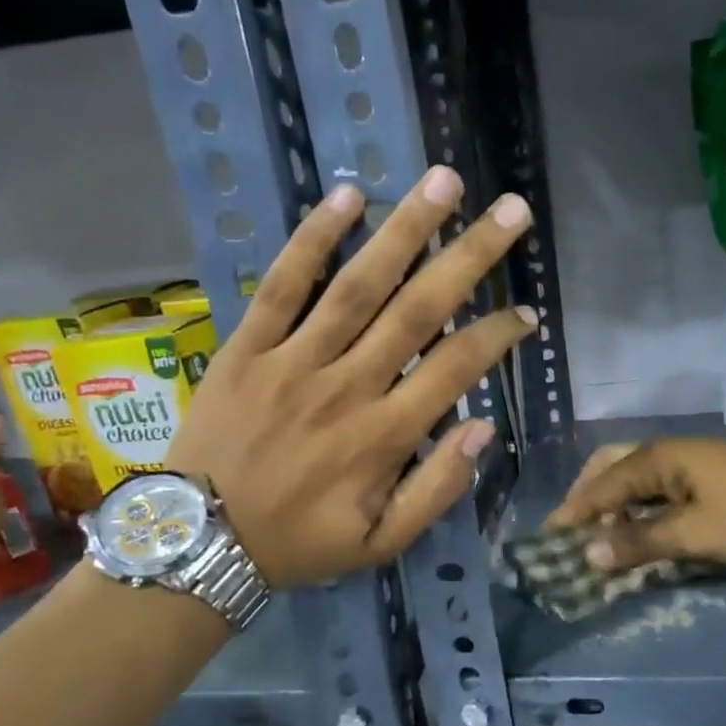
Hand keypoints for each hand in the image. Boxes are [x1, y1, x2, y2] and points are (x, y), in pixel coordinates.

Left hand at [168, 166, 538, 589]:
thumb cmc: (300, 543)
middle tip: (511, 211)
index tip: (526, 313)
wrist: (199, 541)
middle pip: (419, 309)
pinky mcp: (247, 348)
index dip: (498, 335)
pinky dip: (312, 239)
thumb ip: (437, 489)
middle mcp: (347, 386)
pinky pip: (281, 285)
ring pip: (358, 285)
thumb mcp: (382, 542)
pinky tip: (346, 196)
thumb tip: (482, 427)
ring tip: (443, 183)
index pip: (456, 367)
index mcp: (384, 436)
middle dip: (471, 256)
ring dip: (405, 230)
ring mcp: (293, 361)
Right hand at [546, 438, 725, 570]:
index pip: (601, 486)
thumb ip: (640, 542)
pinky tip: (641, 527)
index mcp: (657, 458)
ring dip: (614, 502)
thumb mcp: (695, 533)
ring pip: (636, 476)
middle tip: (573, 528)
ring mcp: (689, 461)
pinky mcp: (708, 476)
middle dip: (589, 496)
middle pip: (612, 467)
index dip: (574, 512)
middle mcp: (667, 452)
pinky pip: (658, 487)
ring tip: (601, 533)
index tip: (549, 537)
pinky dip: (640, 506)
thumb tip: (588, 552)